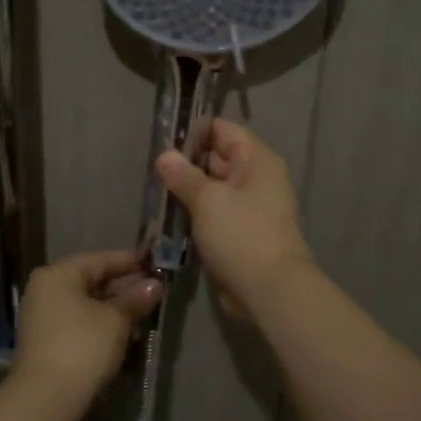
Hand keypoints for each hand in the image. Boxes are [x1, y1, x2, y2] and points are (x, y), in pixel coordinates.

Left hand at [11, 249, 162, 400]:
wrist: (46, 400)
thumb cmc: (82, 347)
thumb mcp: (115, 320)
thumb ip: (135, 299)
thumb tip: (154, 284)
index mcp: (57, 275)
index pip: (99, 259)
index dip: (129, 260)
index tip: (155, 262)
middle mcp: (46, 290)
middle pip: (91, 280)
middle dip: (124, 286)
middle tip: (156, 289)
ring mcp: (44, 317)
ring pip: (87, 304)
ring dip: (115, 307)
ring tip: (147, 311)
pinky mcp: (48, 342)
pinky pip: (80, 323)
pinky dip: (102, 324)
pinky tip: (127, 332)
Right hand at [156, 118, 313, 310]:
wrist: (270, 290)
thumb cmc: (241, 235)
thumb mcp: (207, 199)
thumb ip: (183, 174)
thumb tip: (164, 155)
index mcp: (256, 159)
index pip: (221, 129)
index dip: (192, 132)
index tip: (161, 142)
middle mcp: (256, 176)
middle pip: (216, 156)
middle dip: (185, 162)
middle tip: (151, 168)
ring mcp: (249, 204)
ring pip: (212, 186)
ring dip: (187, 189)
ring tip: (155, 191)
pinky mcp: (241, 229)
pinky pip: (214, 210)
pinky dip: (195, 211)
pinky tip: (170, 214)